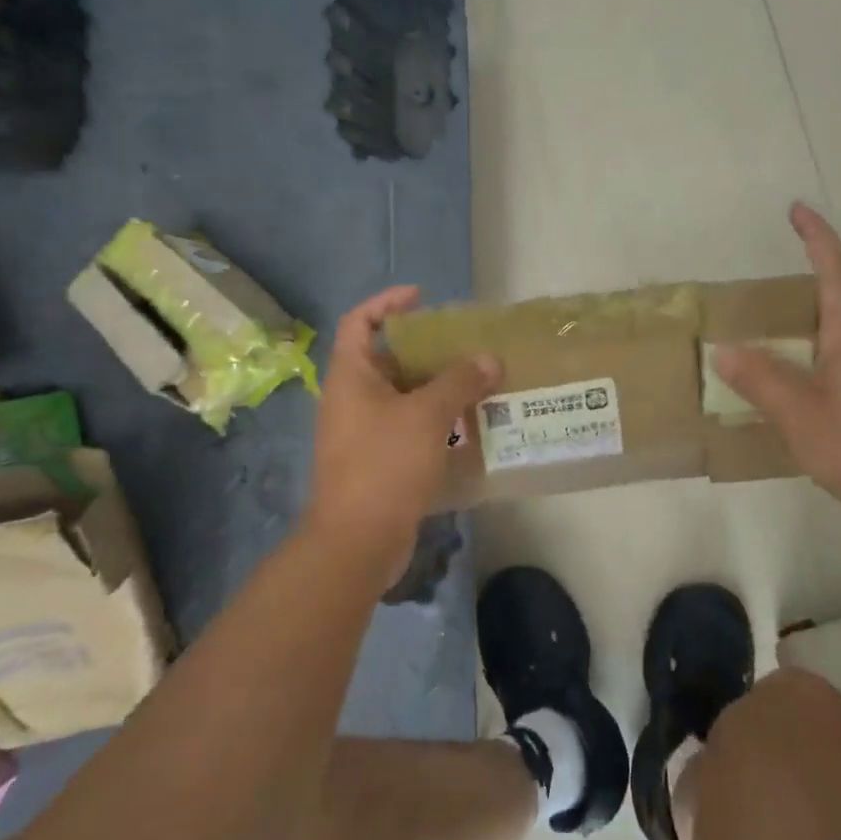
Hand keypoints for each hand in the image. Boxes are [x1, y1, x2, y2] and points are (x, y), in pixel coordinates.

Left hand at [304, 285, 499, 584]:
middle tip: (464, 345)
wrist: (357, 541)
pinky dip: (434, 420)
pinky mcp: (377, 461)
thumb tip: (489, 359)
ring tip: (477, 382)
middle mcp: (351, 399)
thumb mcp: (427, 415)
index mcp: (351, 377)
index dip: (387, 303)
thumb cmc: (385, 464)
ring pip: (402, 396)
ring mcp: (362, 432)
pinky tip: (467, 425)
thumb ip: (459, 382)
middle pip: (386, 359)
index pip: (360, 322)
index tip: (422, 298)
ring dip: (436, 388)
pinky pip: (407, 427)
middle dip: (425, 349)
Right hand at [714, 203, 840, 533]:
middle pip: (837, 293)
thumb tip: (725, 351)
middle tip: (759, 283)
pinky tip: (787, 375)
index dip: (817, 236)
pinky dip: (808, 348)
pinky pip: (837, 353)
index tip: (796, 209)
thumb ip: (761, 380)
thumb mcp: (800, 414)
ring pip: (836, 327)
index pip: (836, 269)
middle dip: (805, 274)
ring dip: (803, 317)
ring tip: (762, 326)